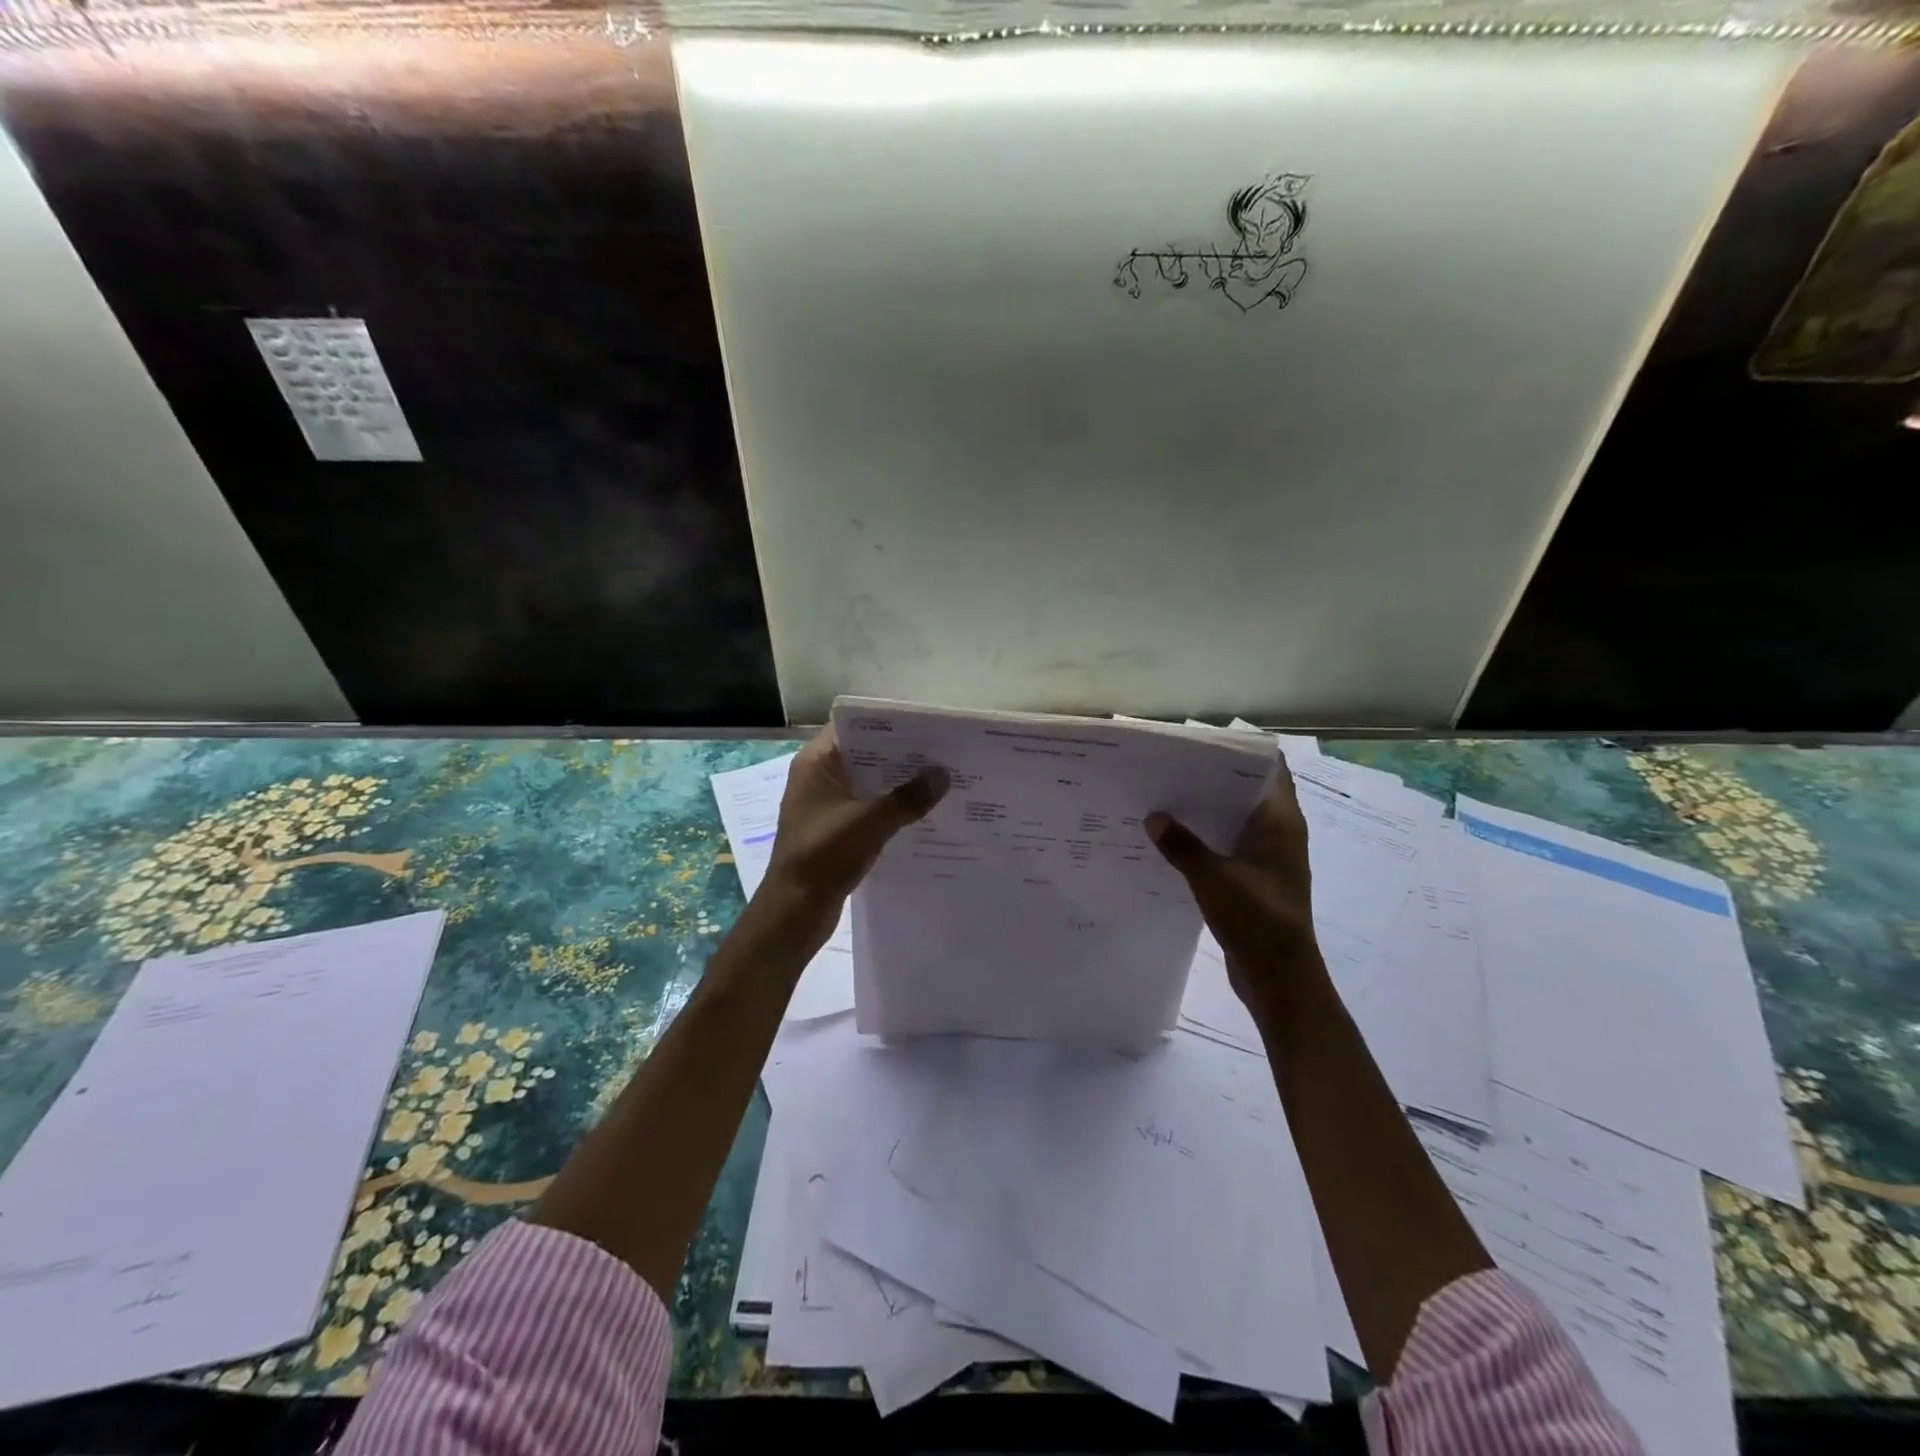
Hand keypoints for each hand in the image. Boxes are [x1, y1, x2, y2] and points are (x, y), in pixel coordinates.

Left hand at [764, 727, 948, 910]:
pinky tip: (922, 813)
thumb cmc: (824, 856)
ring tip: (940, 780)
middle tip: (943, 752)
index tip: (926, 726)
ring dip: (898, 784)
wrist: (794, 911)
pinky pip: (868, 807)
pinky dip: (891, 808)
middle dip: (901, 755)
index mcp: (817, 763)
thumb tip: (944, 775)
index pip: (854, 726)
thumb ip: (908, 798)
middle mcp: (819, 776)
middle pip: (865, 754)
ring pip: (869, 783)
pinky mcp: (835, 828)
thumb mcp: (870, 823)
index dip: (889, 724)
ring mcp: (826, 804)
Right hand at [1146, 767, 1319, 1008]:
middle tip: (1171, 767)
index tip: (1201, 743)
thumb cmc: (1255, 917)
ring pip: (1235, 820)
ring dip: (1207, 811)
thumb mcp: (1211, 876)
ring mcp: (1268, 858)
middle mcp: (1279, 833)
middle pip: (1247, 792)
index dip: (1239, 751)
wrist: (1279, 977)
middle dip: (1212, 779)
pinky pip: (1228, 846)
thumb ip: (1181, 844)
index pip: (1268, 769)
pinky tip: (1173, 838)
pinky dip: (1206, 838)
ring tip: (1165, 796)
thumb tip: (1153, 817)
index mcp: (1280, 822)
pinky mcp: (1255, 880)